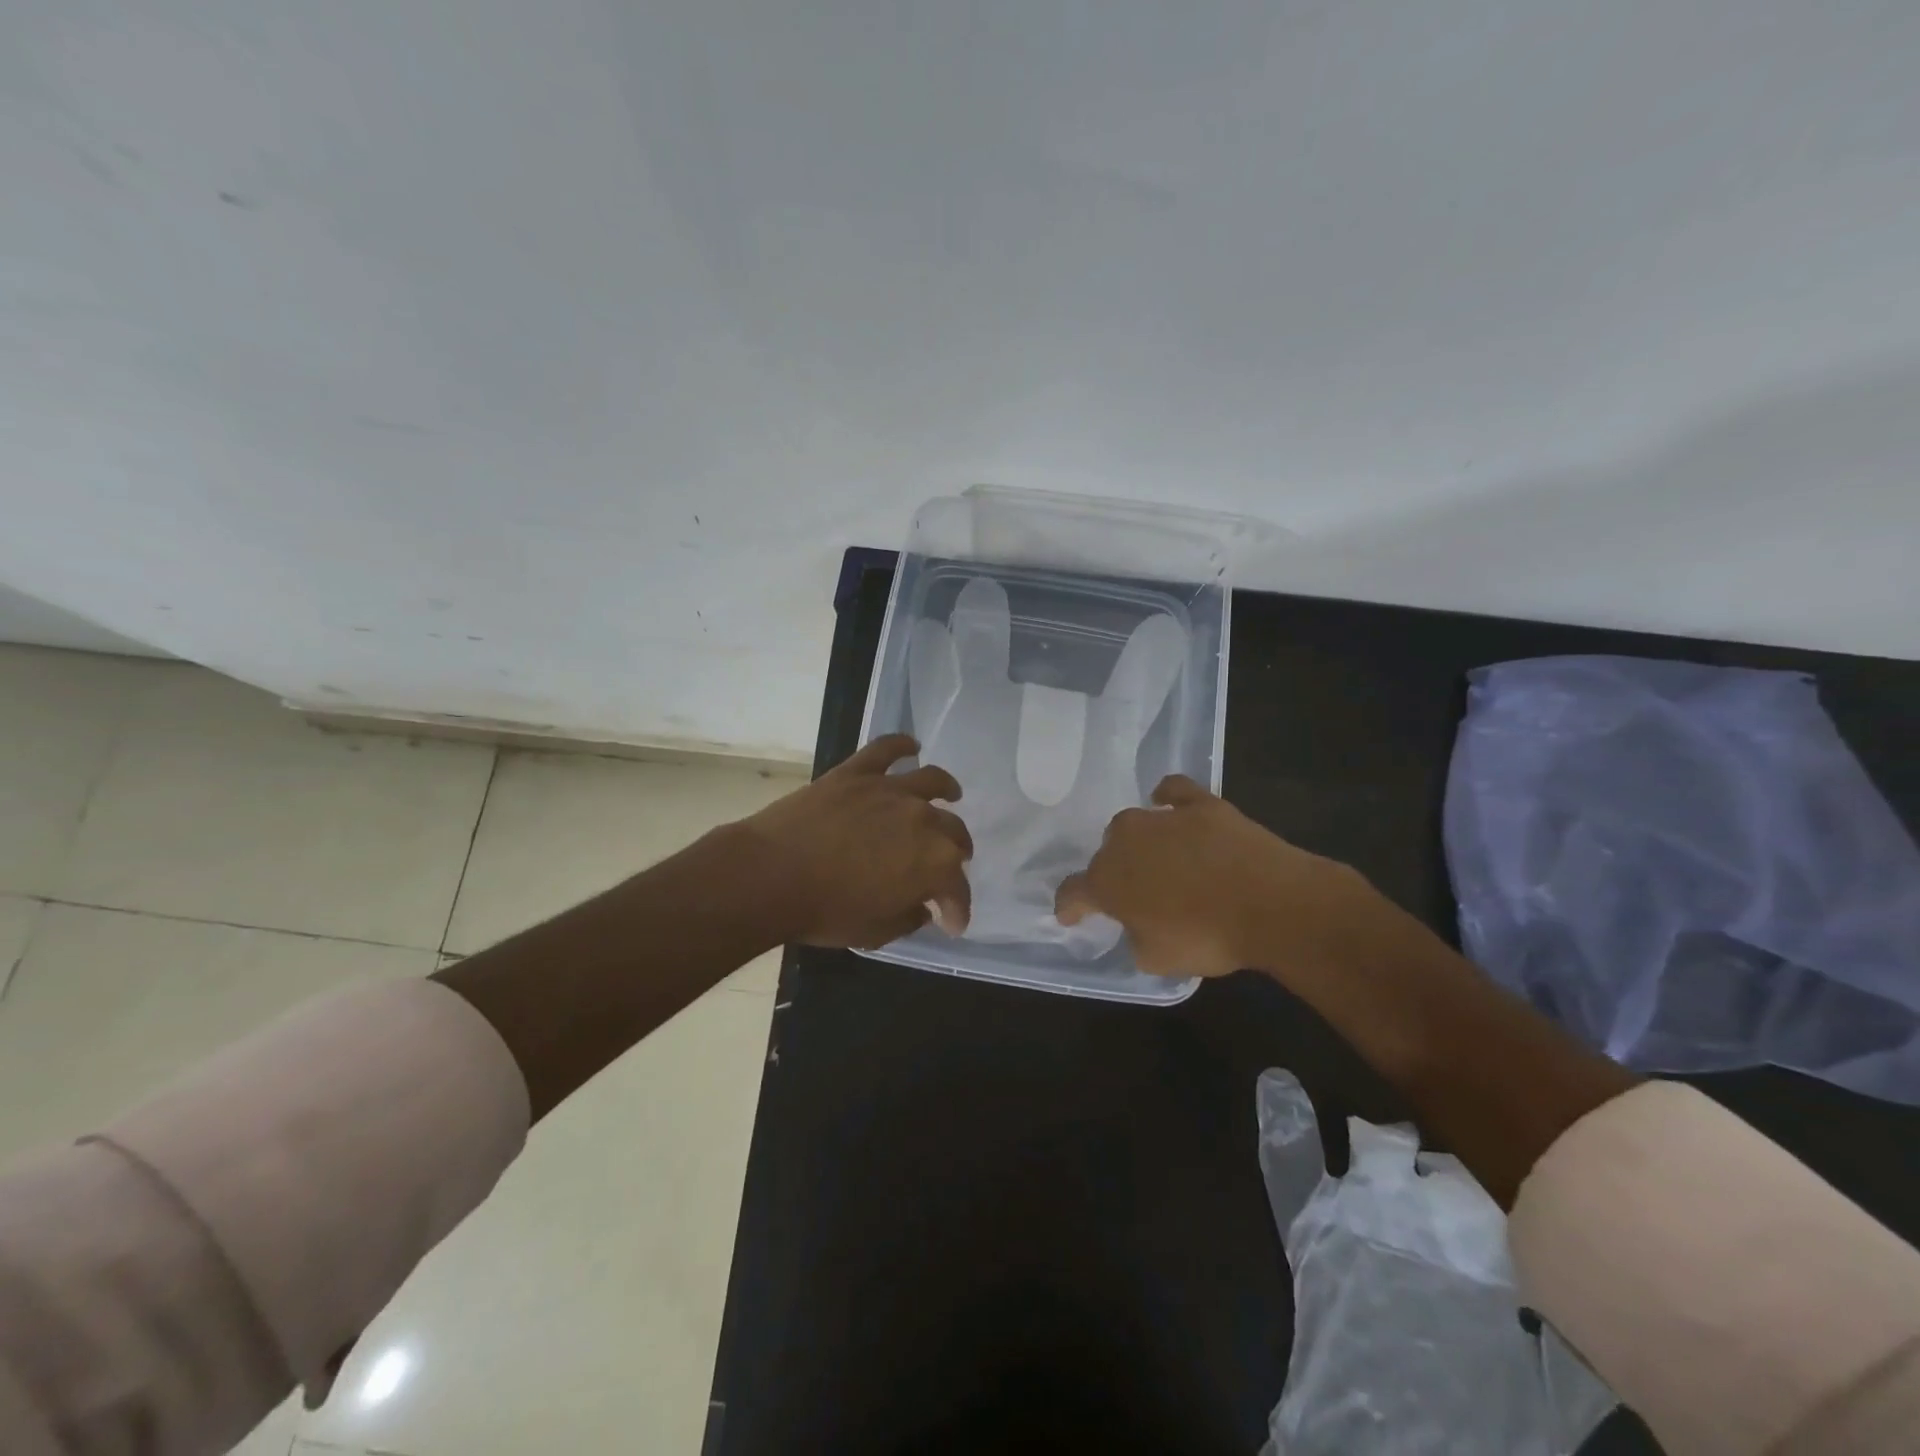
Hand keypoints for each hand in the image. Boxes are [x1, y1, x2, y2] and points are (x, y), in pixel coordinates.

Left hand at [738, 734, 972, 948]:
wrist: (771, 875)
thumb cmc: (826, 911)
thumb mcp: (876, 931)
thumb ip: (908, 917)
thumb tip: (921, 907)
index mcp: (934, 863)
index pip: (957, 889)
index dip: (957, 910)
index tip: (951, 922)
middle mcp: (923, 820)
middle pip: (953, 833)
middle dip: (957, 854)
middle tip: (950, 866)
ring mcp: (890, 790)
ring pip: (932, 782)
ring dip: (947, 790)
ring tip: (952, 794)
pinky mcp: (857, 772)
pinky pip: (886, 749)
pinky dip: (902, 745)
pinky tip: (912, 746)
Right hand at [1055, 775, 1379, 980]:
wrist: (1269, 904)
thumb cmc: (1207, 938)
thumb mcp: (1157, 959)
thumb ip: (1135, 939)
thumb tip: (1138, 926)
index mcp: (1106, 882)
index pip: (1073, 892)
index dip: (1070, 906)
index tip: (1071, 916)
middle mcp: (1124, 842)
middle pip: (1106, 855)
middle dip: (1115, 873)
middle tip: (1137, 895)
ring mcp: (1161, 817)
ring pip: (1135, 825)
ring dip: (1141, 843)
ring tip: (1160, 860)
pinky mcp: (1199, 803)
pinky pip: (1173, 790)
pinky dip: (1167, 796)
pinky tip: (1169, 803)